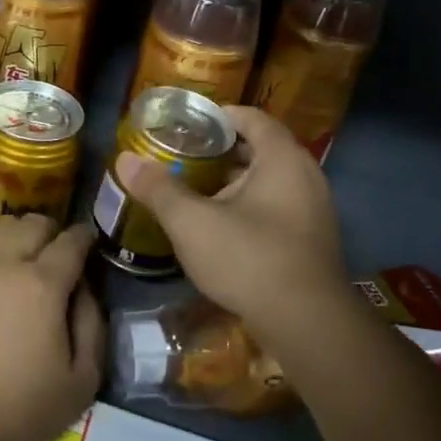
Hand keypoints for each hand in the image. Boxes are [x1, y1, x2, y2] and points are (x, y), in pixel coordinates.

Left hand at [0, 216, 103, 440]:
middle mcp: (1, 264)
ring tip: (25, 258)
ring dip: (18, 237)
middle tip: (59, 253)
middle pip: (32, 224)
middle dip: (52, 231)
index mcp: (40, 284)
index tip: (90, 241)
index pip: (70, 241)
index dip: (85, 237)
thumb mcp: (82, 380)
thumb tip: (85, 288)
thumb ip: (92, 323)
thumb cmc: (21, 409)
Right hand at [116, 106, 348, 348]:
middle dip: (221, 151)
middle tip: (184, 156)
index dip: (218, 116)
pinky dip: (250, 206)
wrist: (307, 325)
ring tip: (195, 190)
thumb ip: (158, 188)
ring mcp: (314, 209)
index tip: (187, 123)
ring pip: (269, 181)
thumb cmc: (249, 259)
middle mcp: (306, 175)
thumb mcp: (192, 222)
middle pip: (261, 148)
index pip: (252, 118)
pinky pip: (278, 207)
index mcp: (282, 158)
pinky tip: (222, 227)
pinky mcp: (312, 240)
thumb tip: (125, 159)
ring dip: (235, 181)